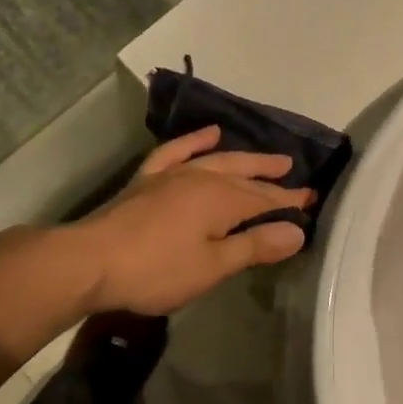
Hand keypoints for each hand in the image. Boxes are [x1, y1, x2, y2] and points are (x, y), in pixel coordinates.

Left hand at [71, 127, 312, 315]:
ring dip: (242, 158)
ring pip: (216, 159)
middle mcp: (201, 178)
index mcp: (221, 200)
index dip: (288, 201)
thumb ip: (254, 246)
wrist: (91, 260)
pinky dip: (194, 141)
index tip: (311, 200)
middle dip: (270, 176)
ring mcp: (172, 175)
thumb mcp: (213, 266)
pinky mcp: (147, 179)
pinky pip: (176, 151)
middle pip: (243, 175)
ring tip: (265, 157)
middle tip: (294, 173)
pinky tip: (209, 134)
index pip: (265, 199)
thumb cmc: (157, 269)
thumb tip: (297, 231)